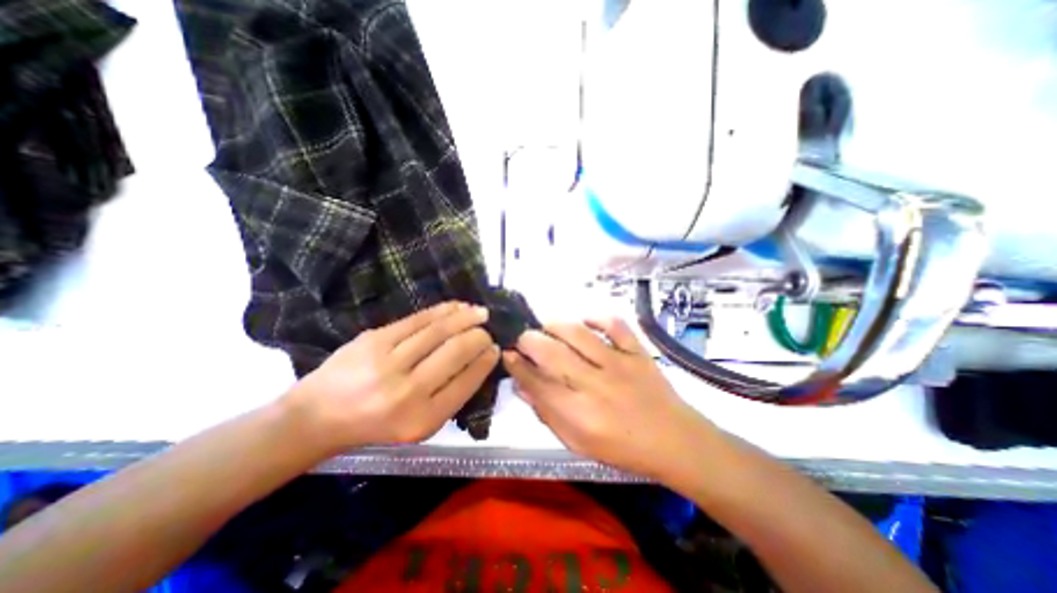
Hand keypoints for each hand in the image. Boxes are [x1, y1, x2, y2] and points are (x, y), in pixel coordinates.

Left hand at [286, 302, 500, 454]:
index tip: (495, 348)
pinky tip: (457, 307)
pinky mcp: (374, 340)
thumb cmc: (375, 425)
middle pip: (456, 352)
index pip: (467, 381)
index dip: (485, 361)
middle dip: (479, 336)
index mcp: (423, 419)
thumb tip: (480, 360)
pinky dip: (443, 310)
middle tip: (488, 330)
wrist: (317, 417)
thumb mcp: (419, 425)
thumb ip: (450, 396)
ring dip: (466, 317)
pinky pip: (418, 319)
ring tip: (481, 312)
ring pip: (439, 330)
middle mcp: (407, 392)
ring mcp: (388, 363)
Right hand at [504, 318, 719, 478]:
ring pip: (579, 334)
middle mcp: (596, 385)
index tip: (507, 354)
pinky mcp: (637, 352)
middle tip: (522, 338)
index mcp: (579, 414)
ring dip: (556, 325)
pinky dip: (598, 317)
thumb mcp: (578, 443)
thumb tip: (522, 387)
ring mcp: (619, 364)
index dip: (517, 366)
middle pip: (553, 354)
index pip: (537, 383)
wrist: (674, 440)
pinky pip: (616, 325)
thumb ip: (547, 414)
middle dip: (529, 340)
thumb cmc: (622, 448)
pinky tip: (586, 320)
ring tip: (545, 325)